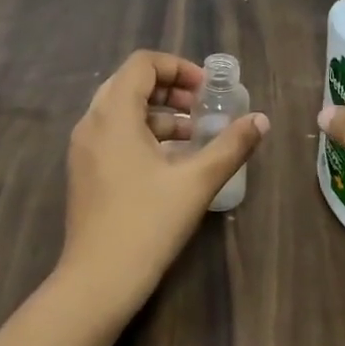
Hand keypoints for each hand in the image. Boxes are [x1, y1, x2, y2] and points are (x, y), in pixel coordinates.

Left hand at [60, 50, 269, 320]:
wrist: (98, 281)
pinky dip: (142, 134)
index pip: (142, 64)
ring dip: (158, 113)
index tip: (207, 90)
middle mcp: (92, 123)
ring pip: (121, 111)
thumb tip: (261, 120)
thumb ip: (231, 146)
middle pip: (130, 84)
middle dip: (170, 88)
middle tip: (202, 107)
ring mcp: (83, 148)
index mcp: (113, 114)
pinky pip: (113, 134)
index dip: (178, 67)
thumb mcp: (196, 182)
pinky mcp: (84, 171)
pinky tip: (170, 161)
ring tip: (194, 135)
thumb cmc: (147, 224)